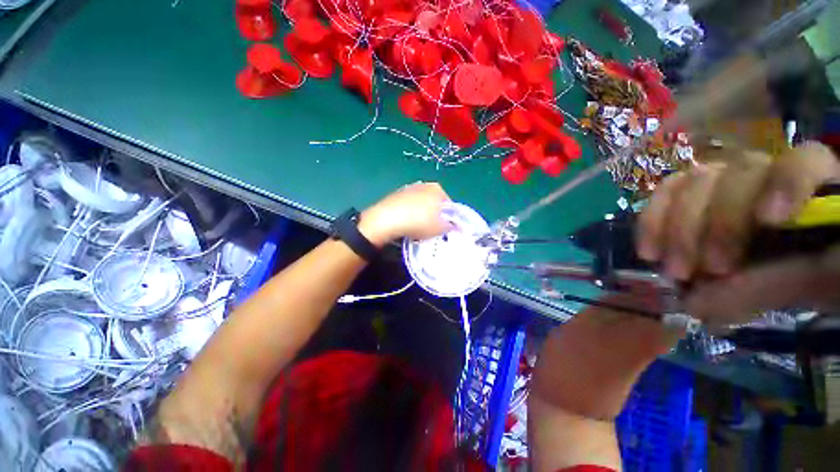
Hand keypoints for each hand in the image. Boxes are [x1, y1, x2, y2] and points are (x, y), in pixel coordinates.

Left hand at [359, 182, 451, 245]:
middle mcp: (424, 185)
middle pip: (434, 203)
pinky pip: (408, 207)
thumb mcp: (440, 228)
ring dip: (421, 216)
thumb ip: (450, 226)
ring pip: (420, 206)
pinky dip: (409, 215)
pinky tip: (406, 225)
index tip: (445, 230)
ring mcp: (408, 189)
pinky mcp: (395, 196)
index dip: (449, 219)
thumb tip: (453, 226)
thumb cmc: (419, 222)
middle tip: (432, 230)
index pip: (449, 205)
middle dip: (434, 216)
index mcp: (437, 189)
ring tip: (418, 230)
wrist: (388, 219)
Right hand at [637, 141, 839, 324]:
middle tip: (704, 271)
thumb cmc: (817, 277)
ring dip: (677, 229)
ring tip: (674, 270)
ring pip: (693, 183)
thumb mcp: (810, 286)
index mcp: (813, 186)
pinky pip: (665, 194)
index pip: (802, 162)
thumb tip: (697, 304)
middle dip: (717, 224)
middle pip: (736, 175)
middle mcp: (765, 173)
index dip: (786, 182)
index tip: (769, 221)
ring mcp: (725, 180)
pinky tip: (648, 251)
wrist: (797, 268)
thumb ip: (771, 287)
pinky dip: (652, 221)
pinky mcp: (694, 194)